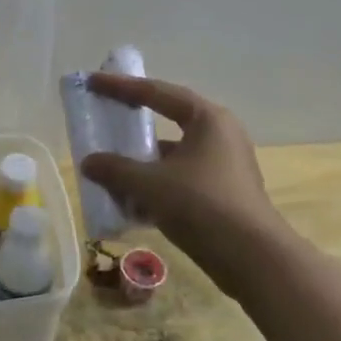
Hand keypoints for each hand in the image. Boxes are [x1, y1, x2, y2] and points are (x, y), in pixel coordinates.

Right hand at [81, 73, 288, 282]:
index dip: (121, 87)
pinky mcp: (223, 194)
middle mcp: (219, 135)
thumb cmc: (202, 205)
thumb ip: (116, 169)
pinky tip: (131, 202)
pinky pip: (181, 179)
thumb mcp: (150, 184)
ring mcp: (224, 166)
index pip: (158, 93)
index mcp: (207, 119)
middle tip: (105, 119)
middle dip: (134, 125)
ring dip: (143, 162)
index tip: (93, 82)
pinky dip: (156, 185)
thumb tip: (88, 162)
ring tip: (110, 168)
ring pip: (174, 156)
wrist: (252, 259)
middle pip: (168, 121)